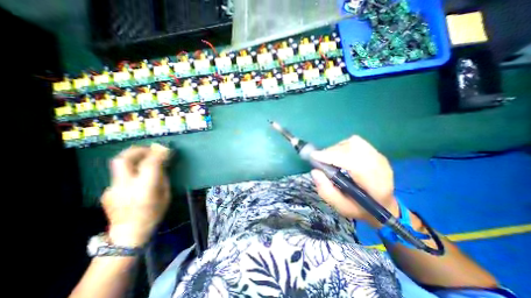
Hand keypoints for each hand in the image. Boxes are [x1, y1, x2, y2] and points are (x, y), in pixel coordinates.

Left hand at [101, 143, 169, 244]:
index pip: (150, 163)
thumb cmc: (154, 214)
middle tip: (149, 149)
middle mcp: (125, 185)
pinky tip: (136, 179)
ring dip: (133, 159)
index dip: (158, 153)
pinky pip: (120, 175)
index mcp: (144, 187)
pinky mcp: (107, 191)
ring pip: (119, 165)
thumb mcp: (166, 194)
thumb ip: (162, 177)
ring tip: (144, 160)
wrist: (128, 234)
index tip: (165, 148)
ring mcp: (112, 188)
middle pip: (124, 159)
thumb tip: (161, 165)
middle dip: (137, 150)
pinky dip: (130, 172)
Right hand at [312, 136, 397, 226]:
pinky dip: (343, 146)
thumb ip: (327, 192)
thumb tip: (315, 171)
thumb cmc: (361, 209)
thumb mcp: (341, 207)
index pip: (354, 163)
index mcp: (376, 185)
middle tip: (320, 160)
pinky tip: (339, 156)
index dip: (332, 157)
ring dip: (337, 149)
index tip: (314, 156)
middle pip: (353, 148)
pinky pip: (356, 142)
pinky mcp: (375, 152)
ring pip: (353, 142)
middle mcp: (381, 167)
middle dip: (331, 152)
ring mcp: (379, 157)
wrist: (384, 206)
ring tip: (330, 159)